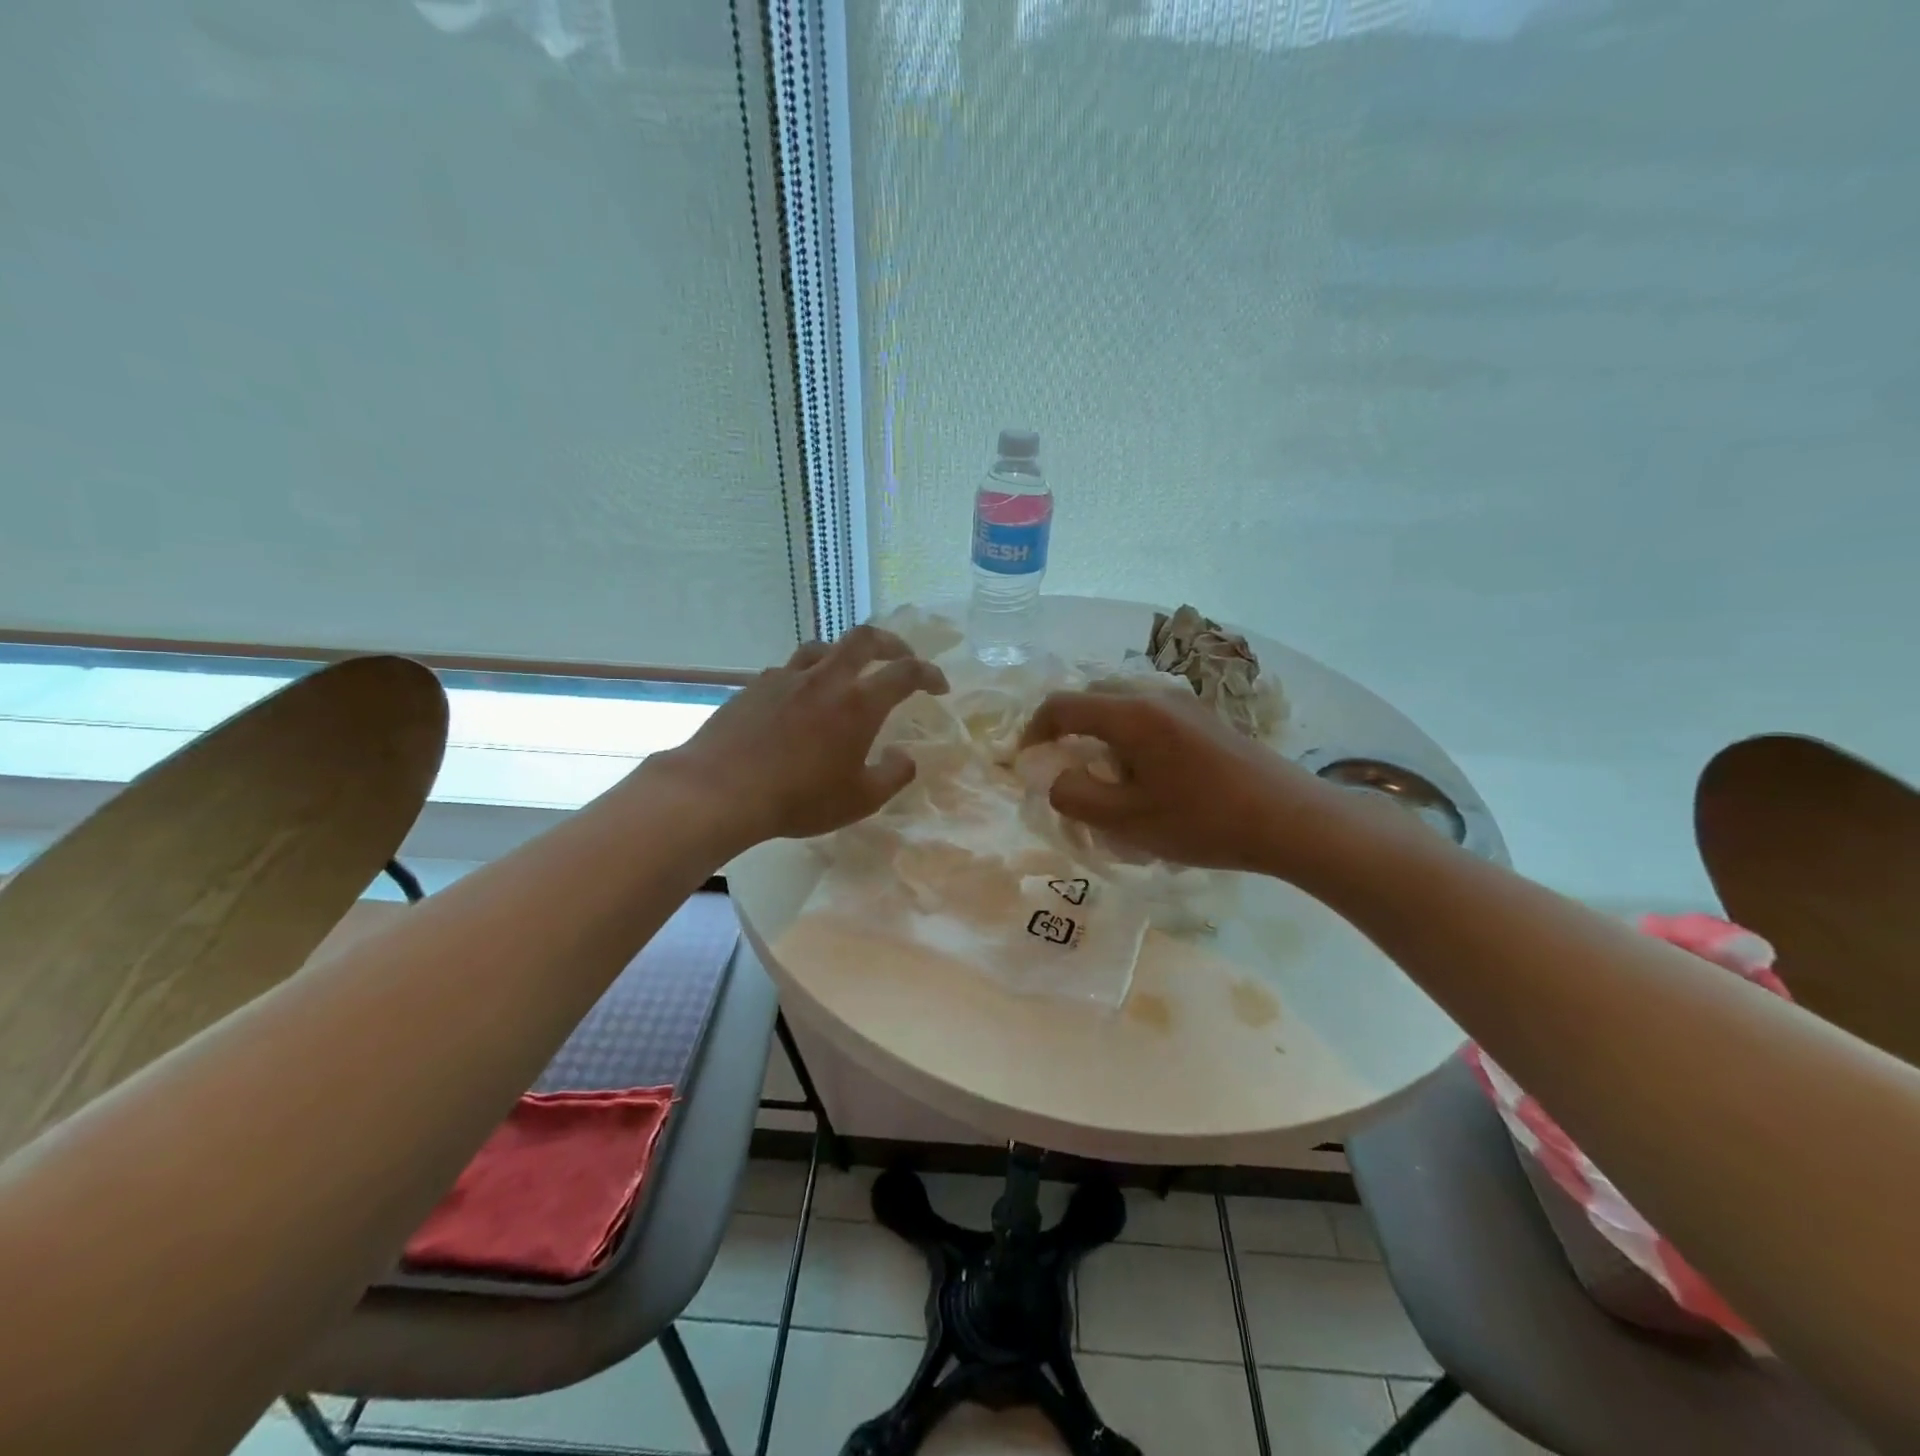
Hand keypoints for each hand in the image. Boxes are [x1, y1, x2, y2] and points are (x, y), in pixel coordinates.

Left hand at [659, 625, 948, 849]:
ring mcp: (786, 678)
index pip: (906, 673)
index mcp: (859, 703)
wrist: (721, 790)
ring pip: (822, 647)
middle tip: (900, 657)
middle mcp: (826, 679)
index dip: (929, 674)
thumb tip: (905, 757)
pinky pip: (789, 670)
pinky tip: (799, 700)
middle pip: (863, 639)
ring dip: (844, 654)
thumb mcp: (860, 800)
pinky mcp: (754, 686)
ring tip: (848, 673)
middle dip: (890, 643)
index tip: (940, 685)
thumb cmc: (799, 798)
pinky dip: (806, 676)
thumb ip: (893, 776)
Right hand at [1019, 690, 1352, 875]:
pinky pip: (1148, 715)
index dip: (1033, 732)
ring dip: (1099, 735)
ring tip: (1105, 778)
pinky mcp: (1205, 717)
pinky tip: (1145, 776)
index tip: (1027, 764)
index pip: (1061, 705)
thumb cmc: (1204, 821)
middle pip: (1091, 698)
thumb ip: (1076, 796)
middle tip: (1065, 772)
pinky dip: (1128, 737)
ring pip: (1121, 706)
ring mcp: (1184, 702)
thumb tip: (1055, 777)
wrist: (1292, 819)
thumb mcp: (1128, 821)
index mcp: (1131, 714)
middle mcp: (1154, 695)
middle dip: (1066, 731)